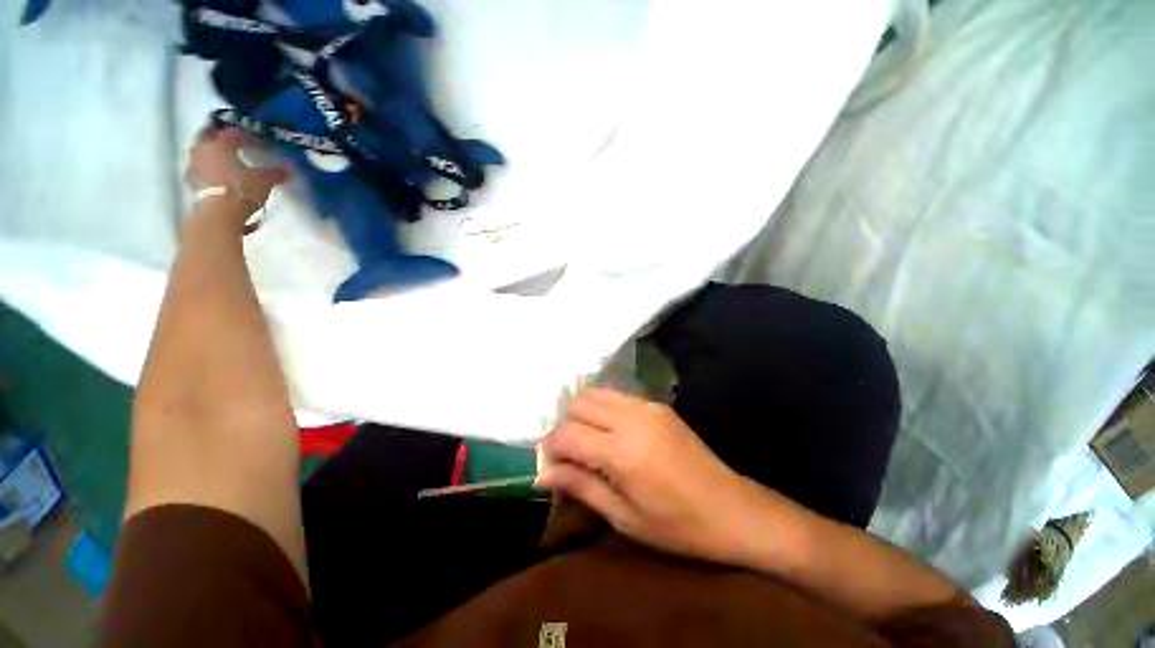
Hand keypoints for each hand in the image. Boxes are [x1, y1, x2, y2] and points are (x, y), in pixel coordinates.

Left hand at [186, 125, 287, 216]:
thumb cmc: (242, 189)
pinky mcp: (192, 184)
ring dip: (209, 153)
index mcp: (220, 144)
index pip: (231, 132)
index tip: (249, 133)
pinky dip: (207, 171)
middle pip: (206, 137)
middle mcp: (203, 150)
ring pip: (200, 153)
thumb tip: (289, 169)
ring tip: (220, 158)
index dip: (241, 132)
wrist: (219, 213)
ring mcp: (194, 167)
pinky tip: (216, 176)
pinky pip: (200, 171)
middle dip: (214, 136)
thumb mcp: (265, 180)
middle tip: (224, 137)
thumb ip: (275, 173)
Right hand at [537, 387, 767, 565]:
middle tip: (569, 454)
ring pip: (596, 393)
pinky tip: (610, 433)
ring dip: (582, 413)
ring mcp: (646, 406)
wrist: (731, 508)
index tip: (551, 467)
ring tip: (586, 441)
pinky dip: (602, 409)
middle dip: (564, 426)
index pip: (567, 433)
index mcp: (621, 451)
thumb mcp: (623, 516)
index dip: (551, 448)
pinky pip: (617, 396)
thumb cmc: (677, 525)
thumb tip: (541, 474)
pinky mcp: (657, 404)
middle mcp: (631, 418)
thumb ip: (580, 486)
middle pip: (578, 403)